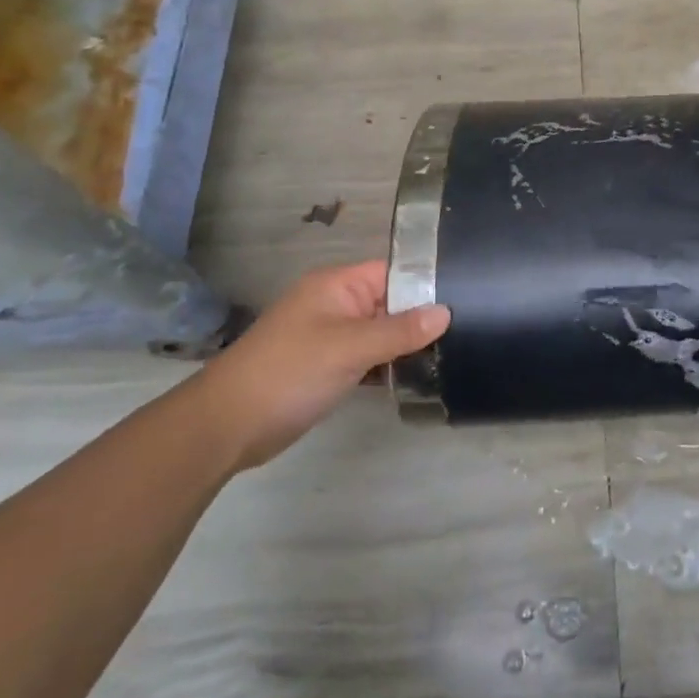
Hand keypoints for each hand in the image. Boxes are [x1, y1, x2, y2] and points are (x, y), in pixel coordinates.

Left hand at [200, 260, 449, 470]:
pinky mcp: (329, 367)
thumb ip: (400, 330)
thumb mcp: (349, 347)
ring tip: (456, 351)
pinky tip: (420, 375)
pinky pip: (370, 356)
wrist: (227, 425)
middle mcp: (337, 304)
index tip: (468, 296)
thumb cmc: (289, 373)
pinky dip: (390, 364)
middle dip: (423, 316)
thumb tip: (446, 312)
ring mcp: (332, 337)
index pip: (394, 272)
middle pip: (391, 302)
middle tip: (470, 328)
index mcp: (338, 285)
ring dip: (408, 343)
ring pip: (382, 332)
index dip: (428, 282)